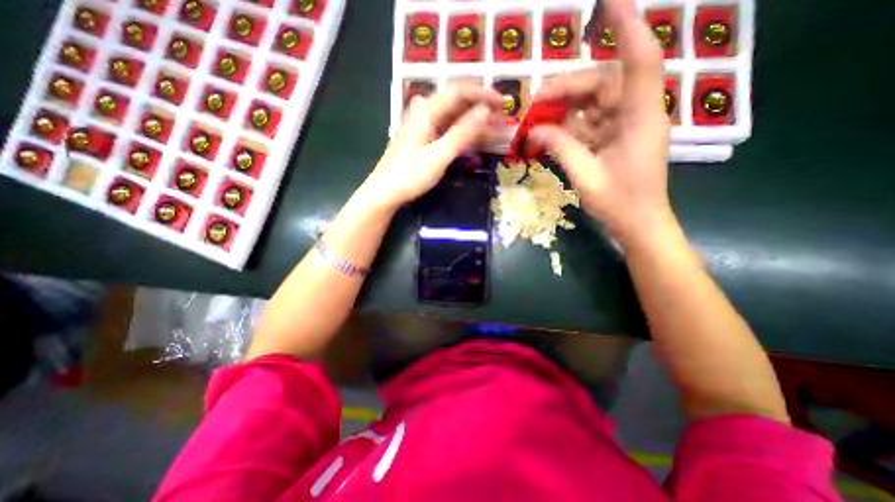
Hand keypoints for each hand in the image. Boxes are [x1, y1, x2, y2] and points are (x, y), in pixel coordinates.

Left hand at [363, 85, 501, 209]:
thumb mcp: (439, 156)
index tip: (503, 102)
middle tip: (501, 116)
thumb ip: (462, 133)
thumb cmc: (410, 176)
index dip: (483, 93)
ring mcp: (422, 126)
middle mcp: (424, 112)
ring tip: (493, 127)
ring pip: (452, 116)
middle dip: (480, 107)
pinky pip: (446, 129)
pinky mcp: (422, 138)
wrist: (384, 192)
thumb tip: (485, 111)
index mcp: (427, 111)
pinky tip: (473, 139)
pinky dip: (462, 132)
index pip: (459, 91)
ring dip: (473, 120)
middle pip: (456, 102)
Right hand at [530, 1, 670, 244]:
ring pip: (592, 102)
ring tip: (535, 122)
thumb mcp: (585, 176)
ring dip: (563, 109)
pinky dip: (568, 127)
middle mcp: (636, 114)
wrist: (638, 224)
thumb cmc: (619, 204)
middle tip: (533, 103)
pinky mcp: (615, 137)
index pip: (639, 62)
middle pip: (601, 84)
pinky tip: (550, 135)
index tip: (610, 0)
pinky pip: (589, 122)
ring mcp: (625, 125)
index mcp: (640, 119)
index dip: (627, 27)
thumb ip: (561, 148)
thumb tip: (535, 129)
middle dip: (565, 89)